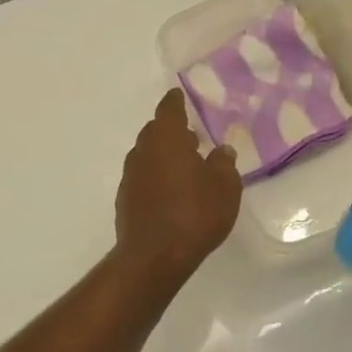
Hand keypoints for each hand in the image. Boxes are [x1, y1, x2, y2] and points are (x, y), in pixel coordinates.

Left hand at [113, 90, 243, 285]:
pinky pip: (143, 178)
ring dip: (164, 156)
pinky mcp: (125, 200)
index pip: (169, 109)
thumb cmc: (195, 214)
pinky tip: (171, 192)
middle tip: (192, 137)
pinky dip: (156, 177)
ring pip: (148, 155)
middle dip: (172, 131)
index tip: (180, 95)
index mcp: (166, 139)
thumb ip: (224, 164)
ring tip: (185, 166)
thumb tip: (222, 150)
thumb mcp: (225, 187)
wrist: (154, 257)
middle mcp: (143, 151)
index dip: (176, 101)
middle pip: (156, 132)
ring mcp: (131, 177)